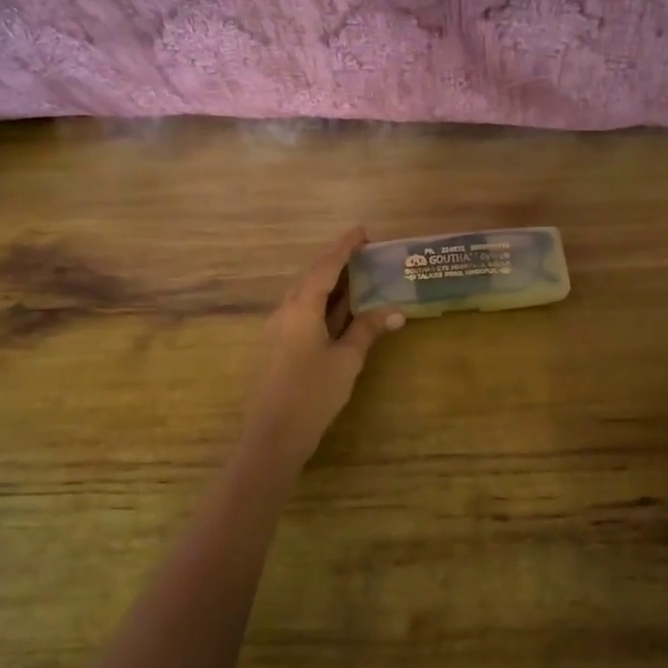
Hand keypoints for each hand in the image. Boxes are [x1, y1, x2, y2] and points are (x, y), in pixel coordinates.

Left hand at [239, 228, 403, 470]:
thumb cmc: (313, 394)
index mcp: (300, 309)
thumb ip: (367, 331)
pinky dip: (318, 303)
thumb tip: (395, 312)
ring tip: (351, 277)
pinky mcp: (273, 348)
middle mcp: (283, 312)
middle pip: (309, 277)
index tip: (361, 231)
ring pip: (301, 295)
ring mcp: (274, 330)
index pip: (324, 268)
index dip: (343, 247)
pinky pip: (297, 312)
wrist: (272, 436)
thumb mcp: (346, 361)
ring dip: (325, 282)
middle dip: (333, 261)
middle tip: (359, 252)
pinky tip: (333, 312)